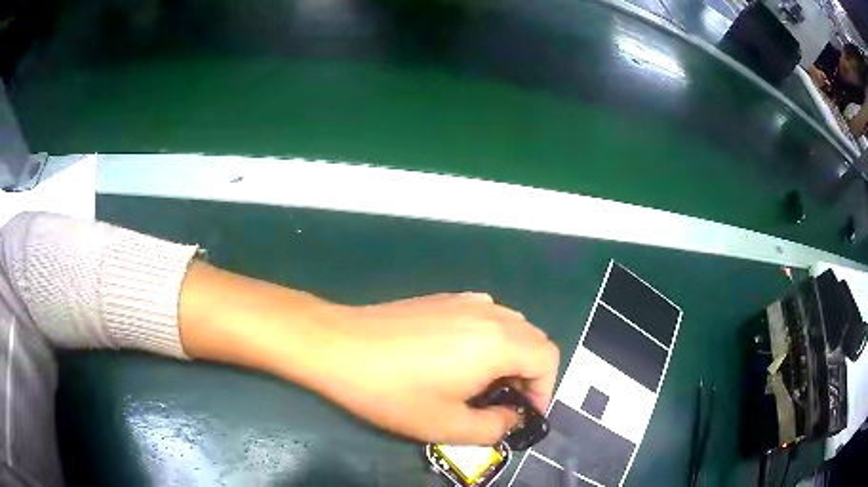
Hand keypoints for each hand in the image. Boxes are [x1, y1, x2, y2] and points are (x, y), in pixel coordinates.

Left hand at [311, 293, 559, 444]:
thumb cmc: (393, 391)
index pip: (548, 358)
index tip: (523, 415)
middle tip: (504, 403)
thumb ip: (493, 427)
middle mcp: (489, 312)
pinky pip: (485, 316)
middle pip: (533, 339)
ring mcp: (464, 300)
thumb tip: (512, 417)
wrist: (339, 346)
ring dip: (511, 356)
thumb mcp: (446, 425)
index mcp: (498, 342)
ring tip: (484, 383)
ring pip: (510, 326)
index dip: (544, 390)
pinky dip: (490, 339)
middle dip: (529, 375)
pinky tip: (460, 358)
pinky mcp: (443, 299)